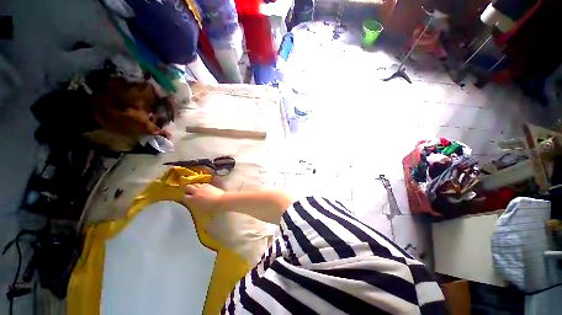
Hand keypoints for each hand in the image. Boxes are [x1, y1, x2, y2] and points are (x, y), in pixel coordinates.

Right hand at [183, 183, 224, 212]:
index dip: (185, 197)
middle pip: (188, 187)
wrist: (221, 200)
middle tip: (189, 191)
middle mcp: (196, 191)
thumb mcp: (200, 209)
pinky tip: (203, 188)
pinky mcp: (209, 185)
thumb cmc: (211, 208)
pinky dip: (201, 185)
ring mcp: (202, 187)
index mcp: (192, 199)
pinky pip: (202, 184)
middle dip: (188, 189)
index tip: (186, 198)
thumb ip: (195, 205)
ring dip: (194, 186)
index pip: (185, 196)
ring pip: (195, 184)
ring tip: (196, 189)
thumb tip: (194, 203)